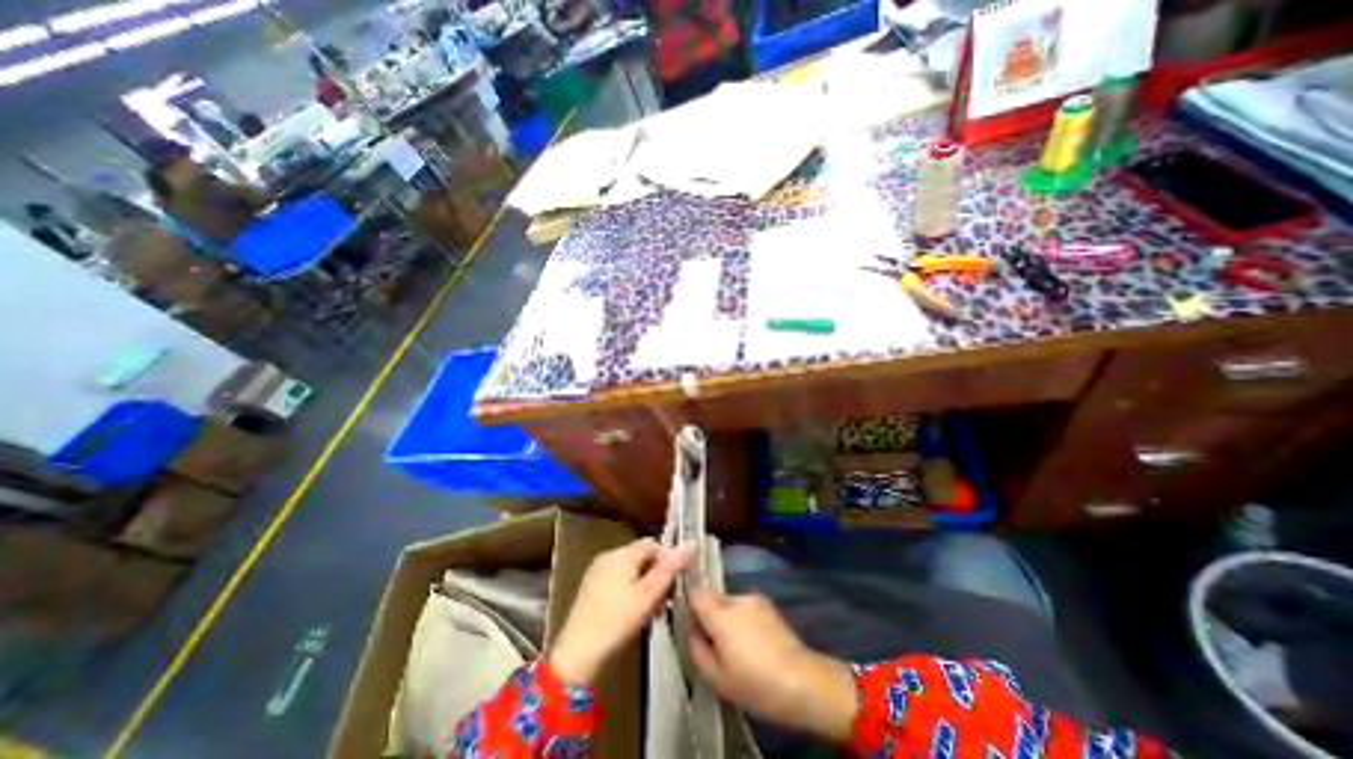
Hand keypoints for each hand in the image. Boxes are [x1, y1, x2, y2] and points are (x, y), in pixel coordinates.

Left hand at [548, 538, 698, 684]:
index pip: (652, 544)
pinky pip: (618, 581)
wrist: (577, 654)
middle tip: (666, 600)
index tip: (677, 581)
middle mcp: (608, 557)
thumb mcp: (649, 594)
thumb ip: (671, 568)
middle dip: (657, 574)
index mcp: (621, 554)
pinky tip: (635, 613)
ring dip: (646, 585)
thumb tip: (693, 543)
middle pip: (641, 557)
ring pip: (631, 570)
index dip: (668, 558)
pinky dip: (631, 591)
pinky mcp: (591, 589)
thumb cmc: (617, 621)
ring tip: (653, 610)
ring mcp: (597, 572)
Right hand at [689, 588, 853, 741]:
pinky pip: (745, 607)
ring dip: (727, 618)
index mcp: (719, 613)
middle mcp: (735, 598)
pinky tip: (754, 643)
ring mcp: (754, 598)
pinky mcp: (768, 604)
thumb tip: (687, 627)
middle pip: (712, 598)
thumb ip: (695, 647)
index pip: (695, 592)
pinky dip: (743, 619)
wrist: (802, 681)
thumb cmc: (755, 683)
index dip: (689, 605)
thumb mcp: (717, 677)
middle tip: (715, 644)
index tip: (691, 624)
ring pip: (729, 603)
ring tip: (738, 647)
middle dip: (709, 616)